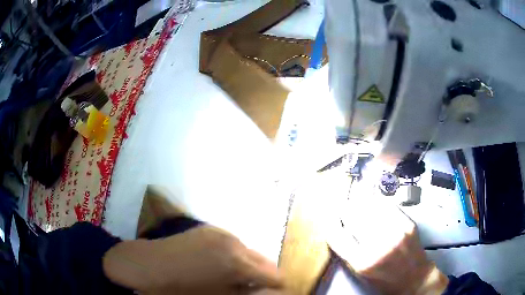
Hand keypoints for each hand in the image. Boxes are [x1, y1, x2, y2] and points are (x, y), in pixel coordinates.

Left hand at [103, 225, 283, 293]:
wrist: (151, 266)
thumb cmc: (185, 289)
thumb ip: (249, 294)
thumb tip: (266, 291)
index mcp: (239, 263)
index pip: (275, 275)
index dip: (276, 287)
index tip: (270, 293)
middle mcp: (235, 243)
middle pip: (264, 260)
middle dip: (262, 275)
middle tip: (249, 287)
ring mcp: (221, 233)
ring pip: (248, 250)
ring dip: (247, 264)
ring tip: (231, 276)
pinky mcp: (209, 229)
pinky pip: (232, 243)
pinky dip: (233, 254)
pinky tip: (217, 264)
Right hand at [327, 198, 448, 294]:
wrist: (414, 278)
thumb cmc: (384, 280)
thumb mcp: (360, 273)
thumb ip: (348, 252)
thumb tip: (338, 229)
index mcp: (362, 262)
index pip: (337, 235)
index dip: (330, 222)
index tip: (328, 216)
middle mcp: (378, 246)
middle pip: (354, 217)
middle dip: (345, 209)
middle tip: (342, 205)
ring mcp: (395, 232)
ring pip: (370, 208)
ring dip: (360, 203)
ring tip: (357, 201)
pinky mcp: (407, 224)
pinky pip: (387, 206)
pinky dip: (377, 202)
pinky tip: (374, 201)